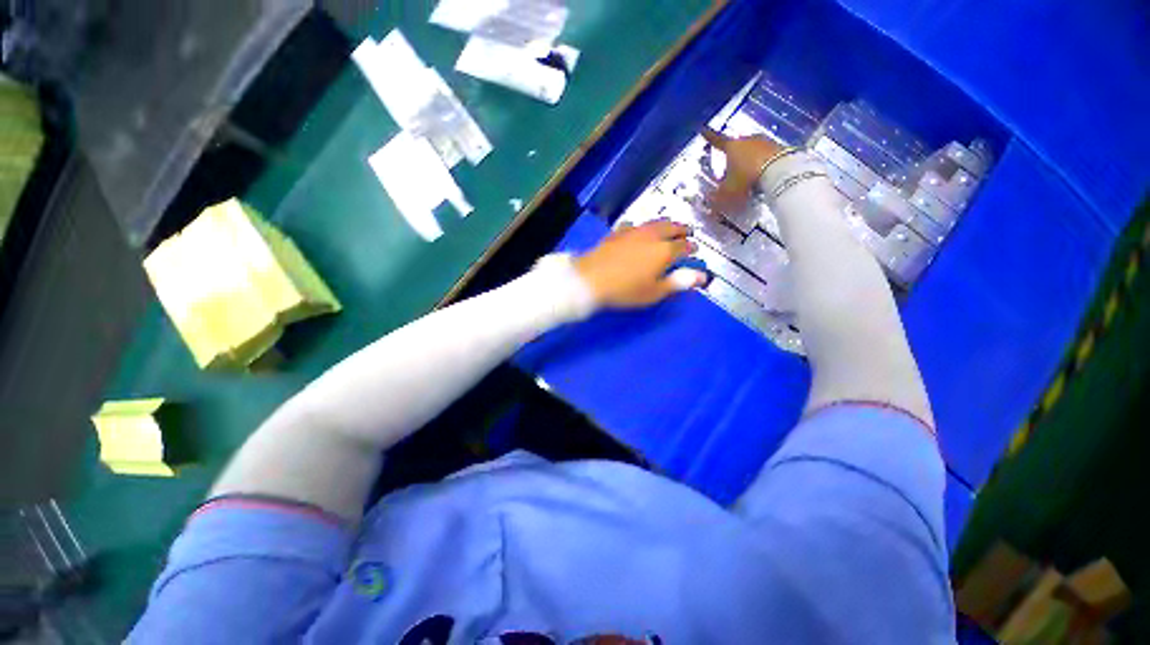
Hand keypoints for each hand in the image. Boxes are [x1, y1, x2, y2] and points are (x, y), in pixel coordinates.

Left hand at [574, 220, 703, 307]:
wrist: (591, 278)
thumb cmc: (626, 290)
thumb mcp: (654, 291)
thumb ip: (678, 282)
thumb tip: (702, 276)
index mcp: (664, 251)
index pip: (684, 246)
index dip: (691, 248)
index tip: (695, 249)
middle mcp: (651, 236)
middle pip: (671, 228)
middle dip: (681, 229)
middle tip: (687, 231)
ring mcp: (633, 232)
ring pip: (654, 223)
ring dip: (665, 224)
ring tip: (668, 227)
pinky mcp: (618, 233)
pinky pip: (634, 225)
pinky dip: (642, 227)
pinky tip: (638, 230)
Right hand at [702, 127, 785, 214]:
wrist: (781, 172)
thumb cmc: (747, 179)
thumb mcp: (727, 192)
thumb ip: (716, 197)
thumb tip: (708, 200)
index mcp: (731, 147)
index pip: (717, 141)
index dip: (709, 137)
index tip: (703, 130)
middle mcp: (747, 140)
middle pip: (736, 148)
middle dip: (732, 158)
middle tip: (729, 173)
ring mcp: (765, 142)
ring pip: (752, 151)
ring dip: (748, 162)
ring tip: (747, 177)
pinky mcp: (780, 148)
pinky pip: (766, 157)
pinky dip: (762, 165)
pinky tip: (762, 177)